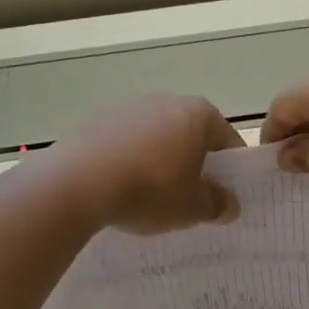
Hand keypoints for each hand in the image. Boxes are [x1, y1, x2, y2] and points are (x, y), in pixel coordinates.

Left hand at [50, 94, 243, 233]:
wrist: (78, 184)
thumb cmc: (150, 191)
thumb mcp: (192, 208)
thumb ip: (217, 204)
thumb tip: (230, 204)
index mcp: (199, 114)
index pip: (227, 140)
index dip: (230, 170)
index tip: (224, 195)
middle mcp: (166, 100)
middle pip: (190, 134)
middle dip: (193, 162)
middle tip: (190, 197)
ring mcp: (128, 107)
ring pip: (156, 136)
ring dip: (160, 160)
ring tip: (151, 196)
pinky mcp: (95, 119)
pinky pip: (124, 142)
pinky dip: (129, 160)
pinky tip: (120, 187)